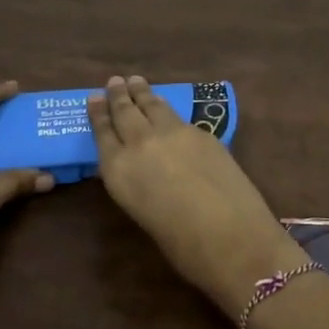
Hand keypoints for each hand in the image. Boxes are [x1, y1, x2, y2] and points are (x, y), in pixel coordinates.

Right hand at [88, 75, 299, 317]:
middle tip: (115, 81)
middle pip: (125, 112)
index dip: (98, 114)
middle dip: (118, 96)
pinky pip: (177, 116)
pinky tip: (168, 109)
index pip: (103, 133)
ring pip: (153, 106)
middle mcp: (140, 143)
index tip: (94, 98)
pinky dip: (167, 108)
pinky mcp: (202, 133)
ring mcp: (173, 133)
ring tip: (136, 82)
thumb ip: (136, 184)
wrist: (233, 239)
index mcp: (118, 170)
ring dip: (142, 93)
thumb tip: (140, 169)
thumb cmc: (183, 247)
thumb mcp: (143, 214)